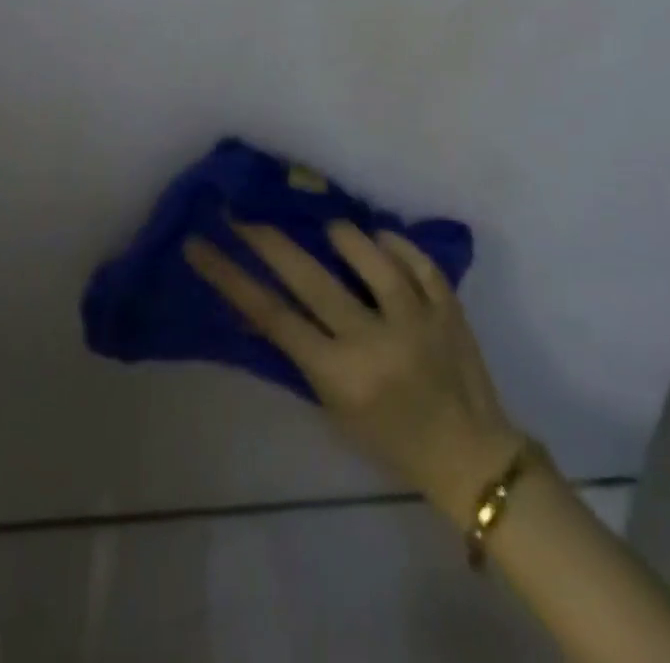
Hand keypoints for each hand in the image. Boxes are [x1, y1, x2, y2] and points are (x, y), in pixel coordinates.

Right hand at [186, 223, 524, 505]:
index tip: (198, 244)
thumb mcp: (332, 405)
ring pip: (370, 257)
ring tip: (325, 226)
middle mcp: (375, 341)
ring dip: (340, 234)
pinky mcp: (449, 307)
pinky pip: (417, 260)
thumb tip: (255, 304)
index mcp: (340, 375)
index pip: (271, 315)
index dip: (229, 275)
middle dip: (267, 238)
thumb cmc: (390, 439)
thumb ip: (299, 352)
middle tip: (241, 211)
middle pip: (310, 276)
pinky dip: (394, 243)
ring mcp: (417, 320)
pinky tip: (378, 238)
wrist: (471, 459)